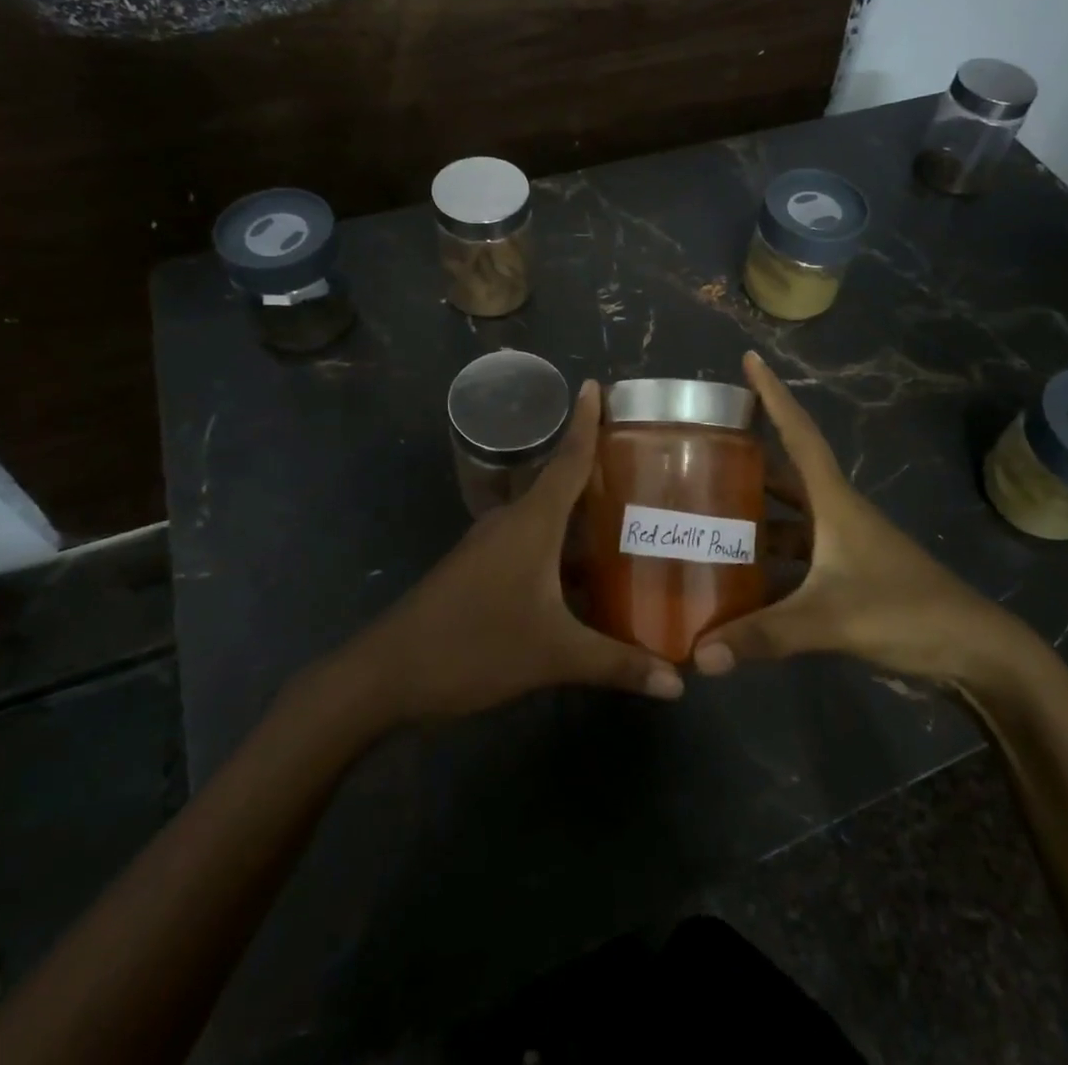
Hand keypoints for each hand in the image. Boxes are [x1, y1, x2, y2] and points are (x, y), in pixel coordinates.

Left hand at [358, 379, 683, 719]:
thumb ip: (616, 663)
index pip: (567, 459)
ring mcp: (492, 546)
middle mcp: (512, 522)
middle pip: (560, 483)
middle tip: (646, 464)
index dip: (586, 422)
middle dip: (598, 470)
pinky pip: (533, 545)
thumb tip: (679, 682)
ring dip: (582, 516)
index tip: (598, 385)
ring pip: (547, 519)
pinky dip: (564, 549)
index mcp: (531, 522)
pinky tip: (589, 575)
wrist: (388, 673)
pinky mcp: (482, 570)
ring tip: (629, 517)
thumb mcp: (552, 655)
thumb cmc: (474, 645)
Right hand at [694, 352, 1042, 689]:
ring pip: (790, 518)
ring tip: (706, 514)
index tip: (750, 358)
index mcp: (835, 502)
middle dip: (750, 457)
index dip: (774, 394)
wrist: (977, 652)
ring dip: (755, 514)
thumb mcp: (832, 620)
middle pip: (787, 473)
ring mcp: (845, 545)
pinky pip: (797, 556)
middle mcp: (837, 513)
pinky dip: (769, 561)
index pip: (799, 434)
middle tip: (703, 448)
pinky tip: (739, 578)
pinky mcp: (849, 575)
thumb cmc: (907, 612)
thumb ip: (764, 635)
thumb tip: (697, 655)